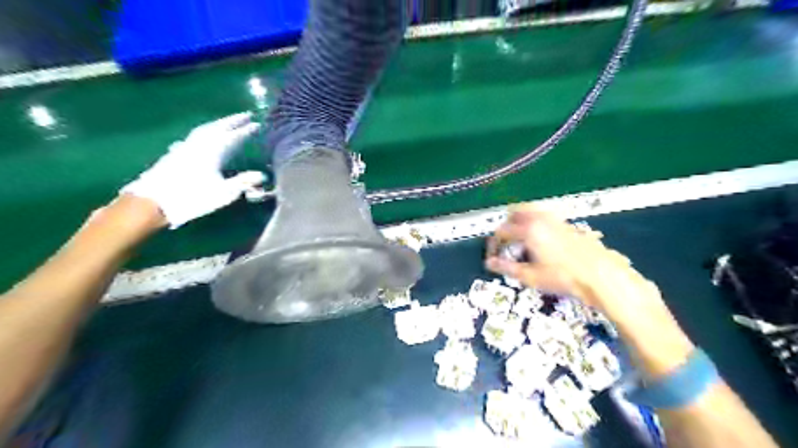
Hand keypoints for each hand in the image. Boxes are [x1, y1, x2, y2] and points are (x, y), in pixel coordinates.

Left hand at [120, 111, 263, 231]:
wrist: (154, 202)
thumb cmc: (193, 197)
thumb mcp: (224, 192)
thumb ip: (243, 182)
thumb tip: (262, 175)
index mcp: (212, 151)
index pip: (233, 137)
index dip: (246, 130)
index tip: (258, 124)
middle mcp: (199, 144)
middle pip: (218, 127)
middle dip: (233, 121)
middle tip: (246, 115)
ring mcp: (186, 147)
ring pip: (205, 130)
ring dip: (219, 124)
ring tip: (228, 122)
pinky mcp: (176, 153)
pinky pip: (196, 136)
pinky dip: (206, 132)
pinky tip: (205, 136)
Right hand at [487, 205, 636, 306]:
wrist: (599, 275)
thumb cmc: (563, 277)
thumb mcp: (530, 276)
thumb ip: (506, 268)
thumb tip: (490, 264)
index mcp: (528, 231)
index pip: (502, 230)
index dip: (494, 242)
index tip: (493, 253)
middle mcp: (540, 220)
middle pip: (515, 212)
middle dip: (506, 224)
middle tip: (504, 240)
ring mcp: (555, 219)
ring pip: (531, 210)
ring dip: (521, 219)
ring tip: (519, 234)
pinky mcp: (567, 224)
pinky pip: (544, 214)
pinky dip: (535, 220)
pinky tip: (540, 236)